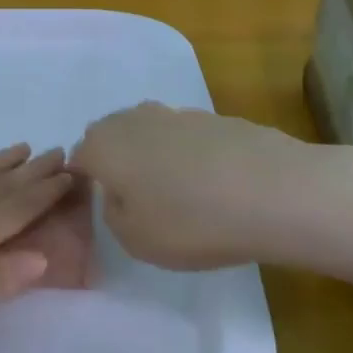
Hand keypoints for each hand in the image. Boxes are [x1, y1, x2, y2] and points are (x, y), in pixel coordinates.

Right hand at [71, 102, 352, 273]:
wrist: (274, 192)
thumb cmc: (190, 222)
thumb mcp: (134, 239)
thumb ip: (113, 213)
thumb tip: (119, 194)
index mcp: (103, 146)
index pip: (78, 158)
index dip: (86, 183)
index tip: (106, 209)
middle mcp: (133, 119)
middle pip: (112, 138)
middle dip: (118, 164)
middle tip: (139, 201)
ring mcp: (175, 113)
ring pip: (150, 134)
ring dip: (154, 158)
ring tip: (181, 195)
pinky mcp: (214, 117)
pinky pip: (187, 138)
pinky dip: (191, 157)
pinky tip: (215, 186)